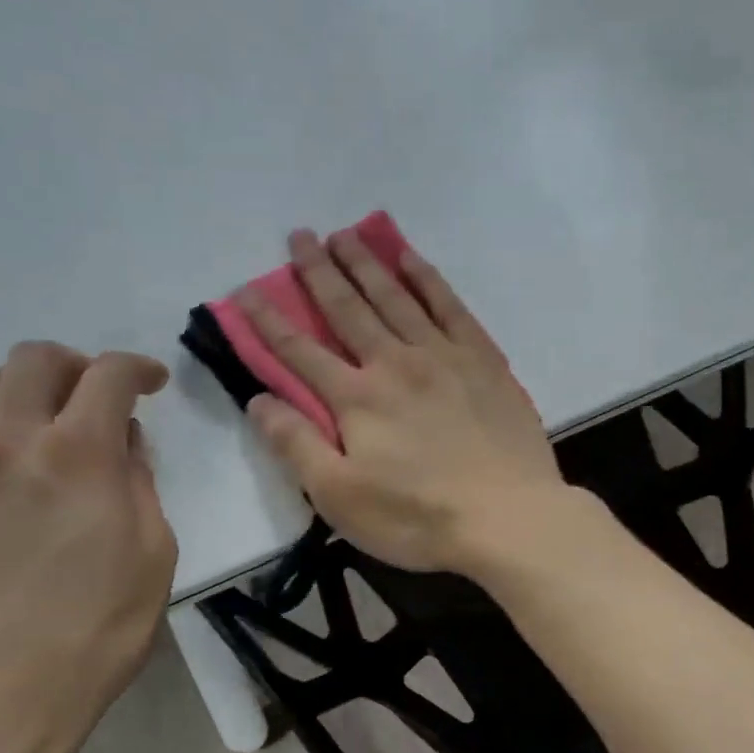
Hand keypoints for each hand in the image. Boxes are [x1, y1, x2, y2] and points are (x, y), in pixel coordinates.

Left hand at [0, 342, 177, 752]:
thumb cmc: (93, 632)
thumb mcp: (153, 555)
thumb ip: (139, 484)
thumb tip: (122, 443)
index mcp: (77, 455)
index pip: (108, 375)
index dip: (138, 368)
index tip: (152, 384)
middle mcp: (6, 440)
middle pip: (34, 359)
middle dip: (76, 366)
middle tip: (97, 398)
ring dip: (23, 391)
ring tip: (43, 429)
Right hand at [235, 228, 565, 573]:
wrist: (509, 517)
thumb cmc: (419, 518)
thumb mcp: (341, 498)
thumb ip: (297, 445)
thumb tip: (258, 399)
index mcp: (357, 399)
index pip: (299, 351)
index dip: (268, 321)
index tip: (244, 290)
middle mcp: (395, 363)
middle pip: (348, 309)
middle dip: (318, 272)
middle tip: (299, 235)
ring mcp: (443, 356)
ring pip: (395, 297)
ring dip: (366, 264)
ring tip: (345, 234)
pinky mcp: (483, 361)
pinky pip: (450, 306)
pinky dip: (427, 279)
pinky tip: (411, 258)